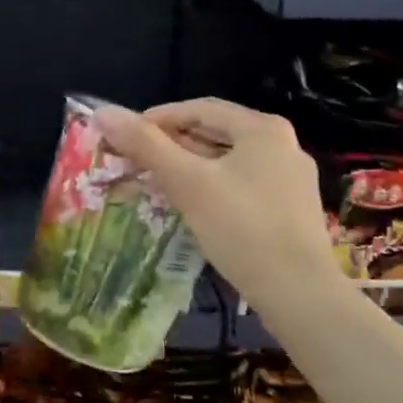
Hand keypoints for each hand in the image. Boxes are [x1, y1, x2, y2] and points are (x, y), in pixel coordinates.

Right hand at [91, 98, 338, 309]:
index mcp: (262, 128)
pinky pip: (241, 184)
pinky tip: (192, 206)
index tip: (124, 136)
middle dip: (172, 144)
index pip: (199, 108)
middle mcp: (282, 145)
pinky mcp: (290, 209)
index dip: (157, 118)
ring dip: (189, 167)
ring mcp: (290, 179)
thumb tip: (103, 112)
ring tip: (156, 182)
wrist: (299, 293)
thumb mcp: (188, 183)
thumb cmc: (241, 228)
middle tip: (135, 160)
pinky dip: (211, 187)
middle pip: (214, 133)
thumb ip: (146, 145)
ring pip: (227, 161)